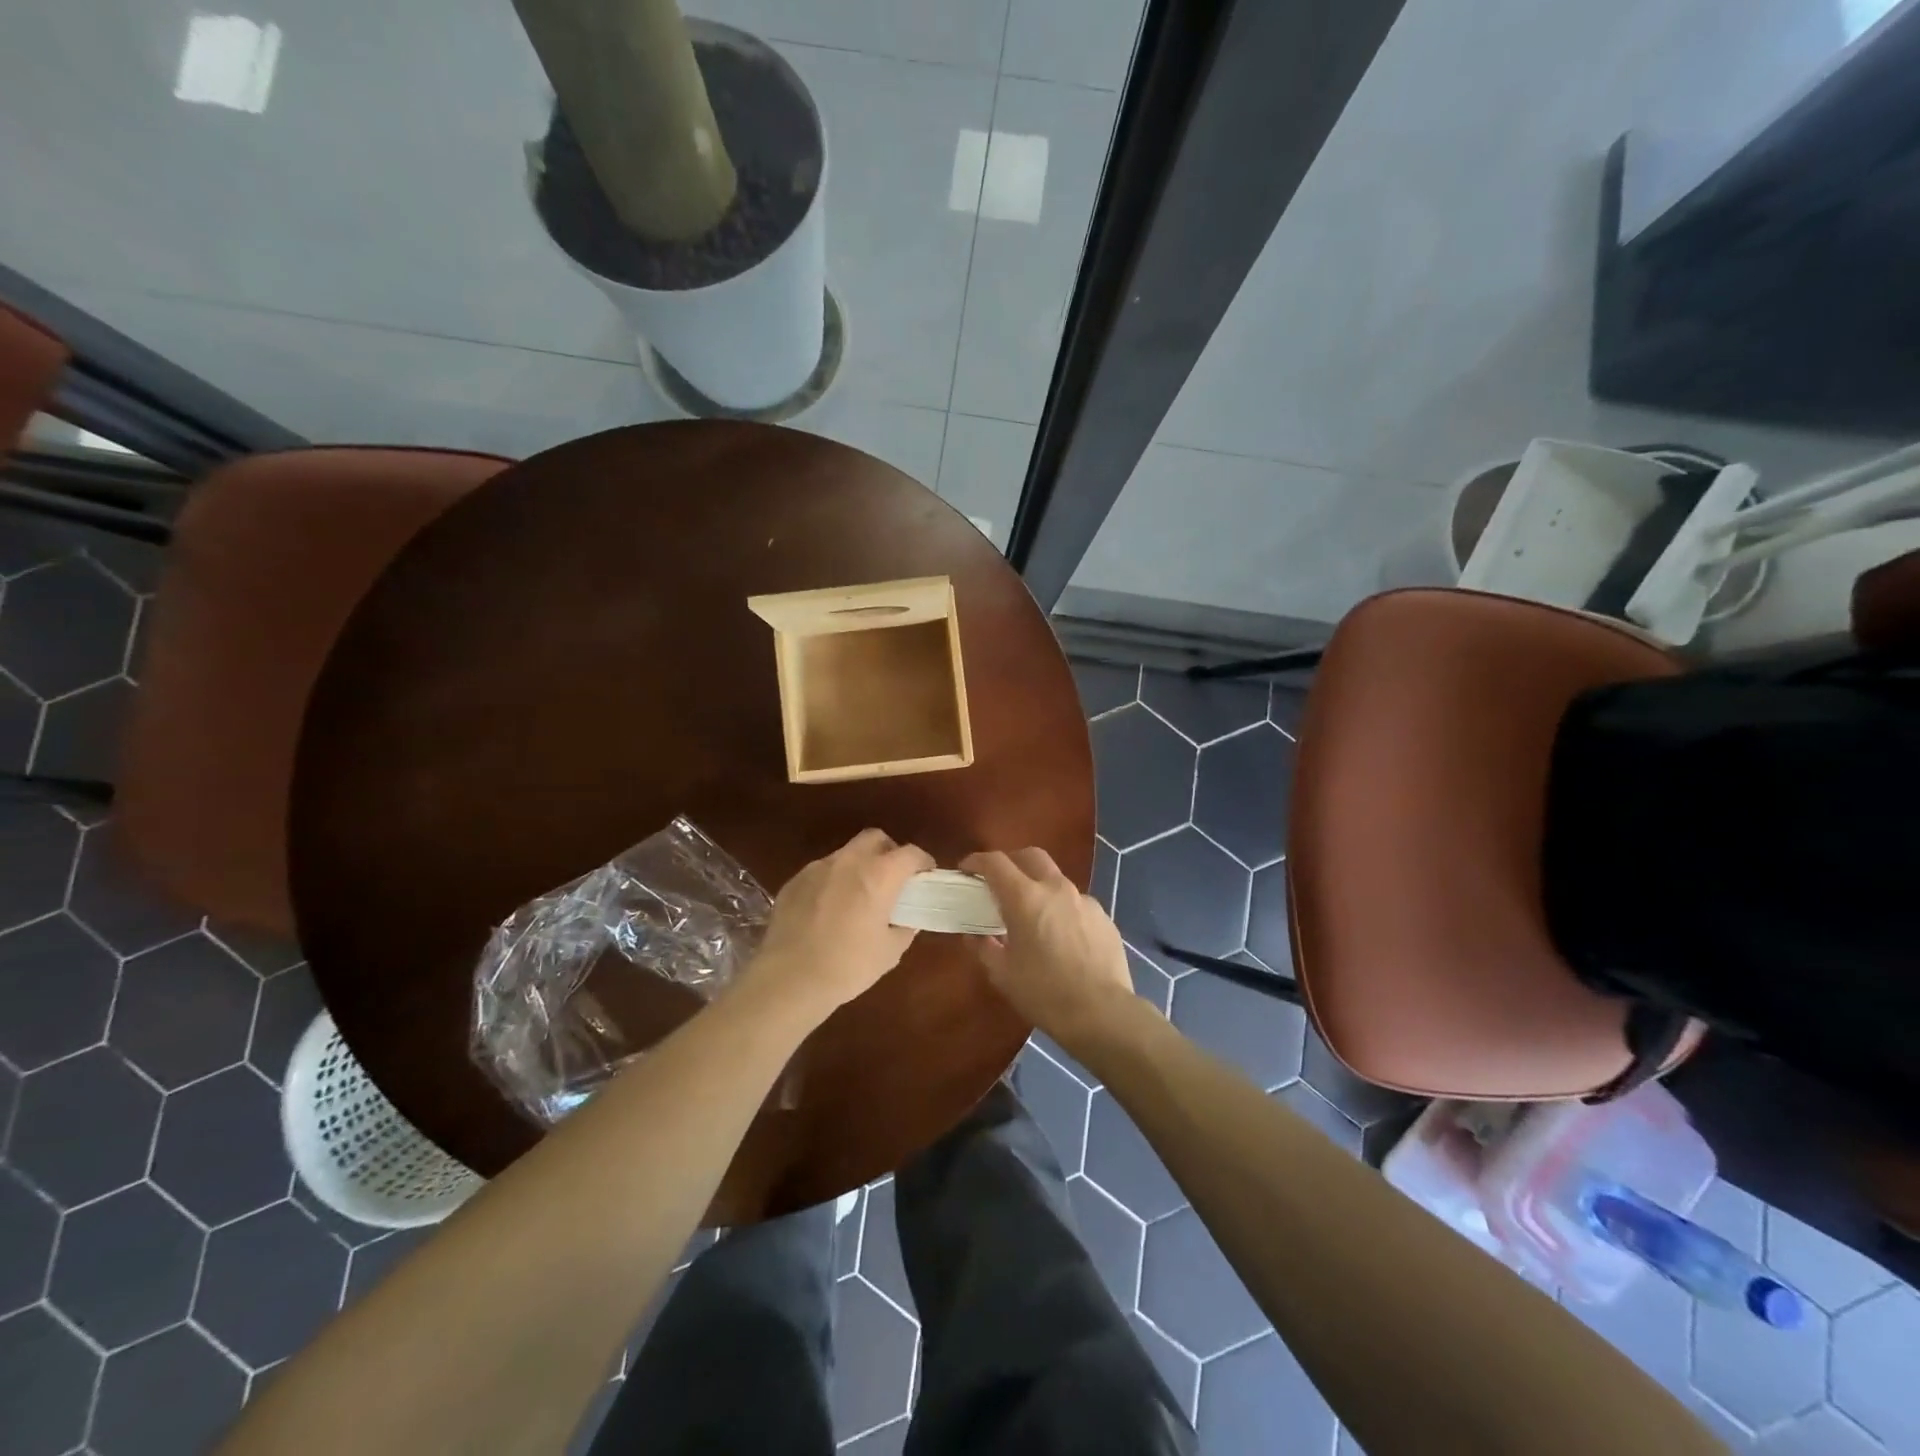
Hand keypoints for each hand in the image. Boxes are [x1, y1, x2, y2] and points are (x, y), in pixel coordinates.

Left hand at [746, 829, 934, 1022]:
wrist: (789, 979)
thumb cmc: (848, 966)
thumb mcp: (890, 952)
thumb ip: (904, 927)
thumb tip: (907, 918)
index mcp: (878, 875)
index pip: (910, 853)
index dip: (923, 862)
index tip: (926, 876)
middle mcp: (849, 861)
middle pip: (875, 838)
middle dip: (889, 852)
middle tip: (893, 878)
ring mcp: (817, 868)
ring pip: (846, 853)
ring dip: (859, 866)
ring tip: (858, 895)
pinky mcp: (794, 881)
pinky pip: (822, 871)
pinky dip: (833, 881)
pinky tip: (829, 909)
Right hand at [961, 849, 1137, 1046]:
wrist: (1102, 1013)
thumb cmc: (1044, 993)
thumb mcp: (1003, 974)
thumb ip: (983, 948)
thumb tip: (973, 935)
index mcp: (1025, 898)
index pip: (996, 863)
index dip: (977, 861)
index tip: (967, 869)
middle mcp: (1056, 889)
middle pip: (1030, 856)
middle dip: (1011, 862)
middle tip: (999, 882)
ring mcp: (1084, 900)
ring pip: (1056, 879)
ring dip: (1039, 886)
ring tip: (1033, 914)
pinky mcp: (1104, 916)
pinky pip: (1077, 903)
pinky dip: (1062, 909)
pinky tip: (1062, 936)